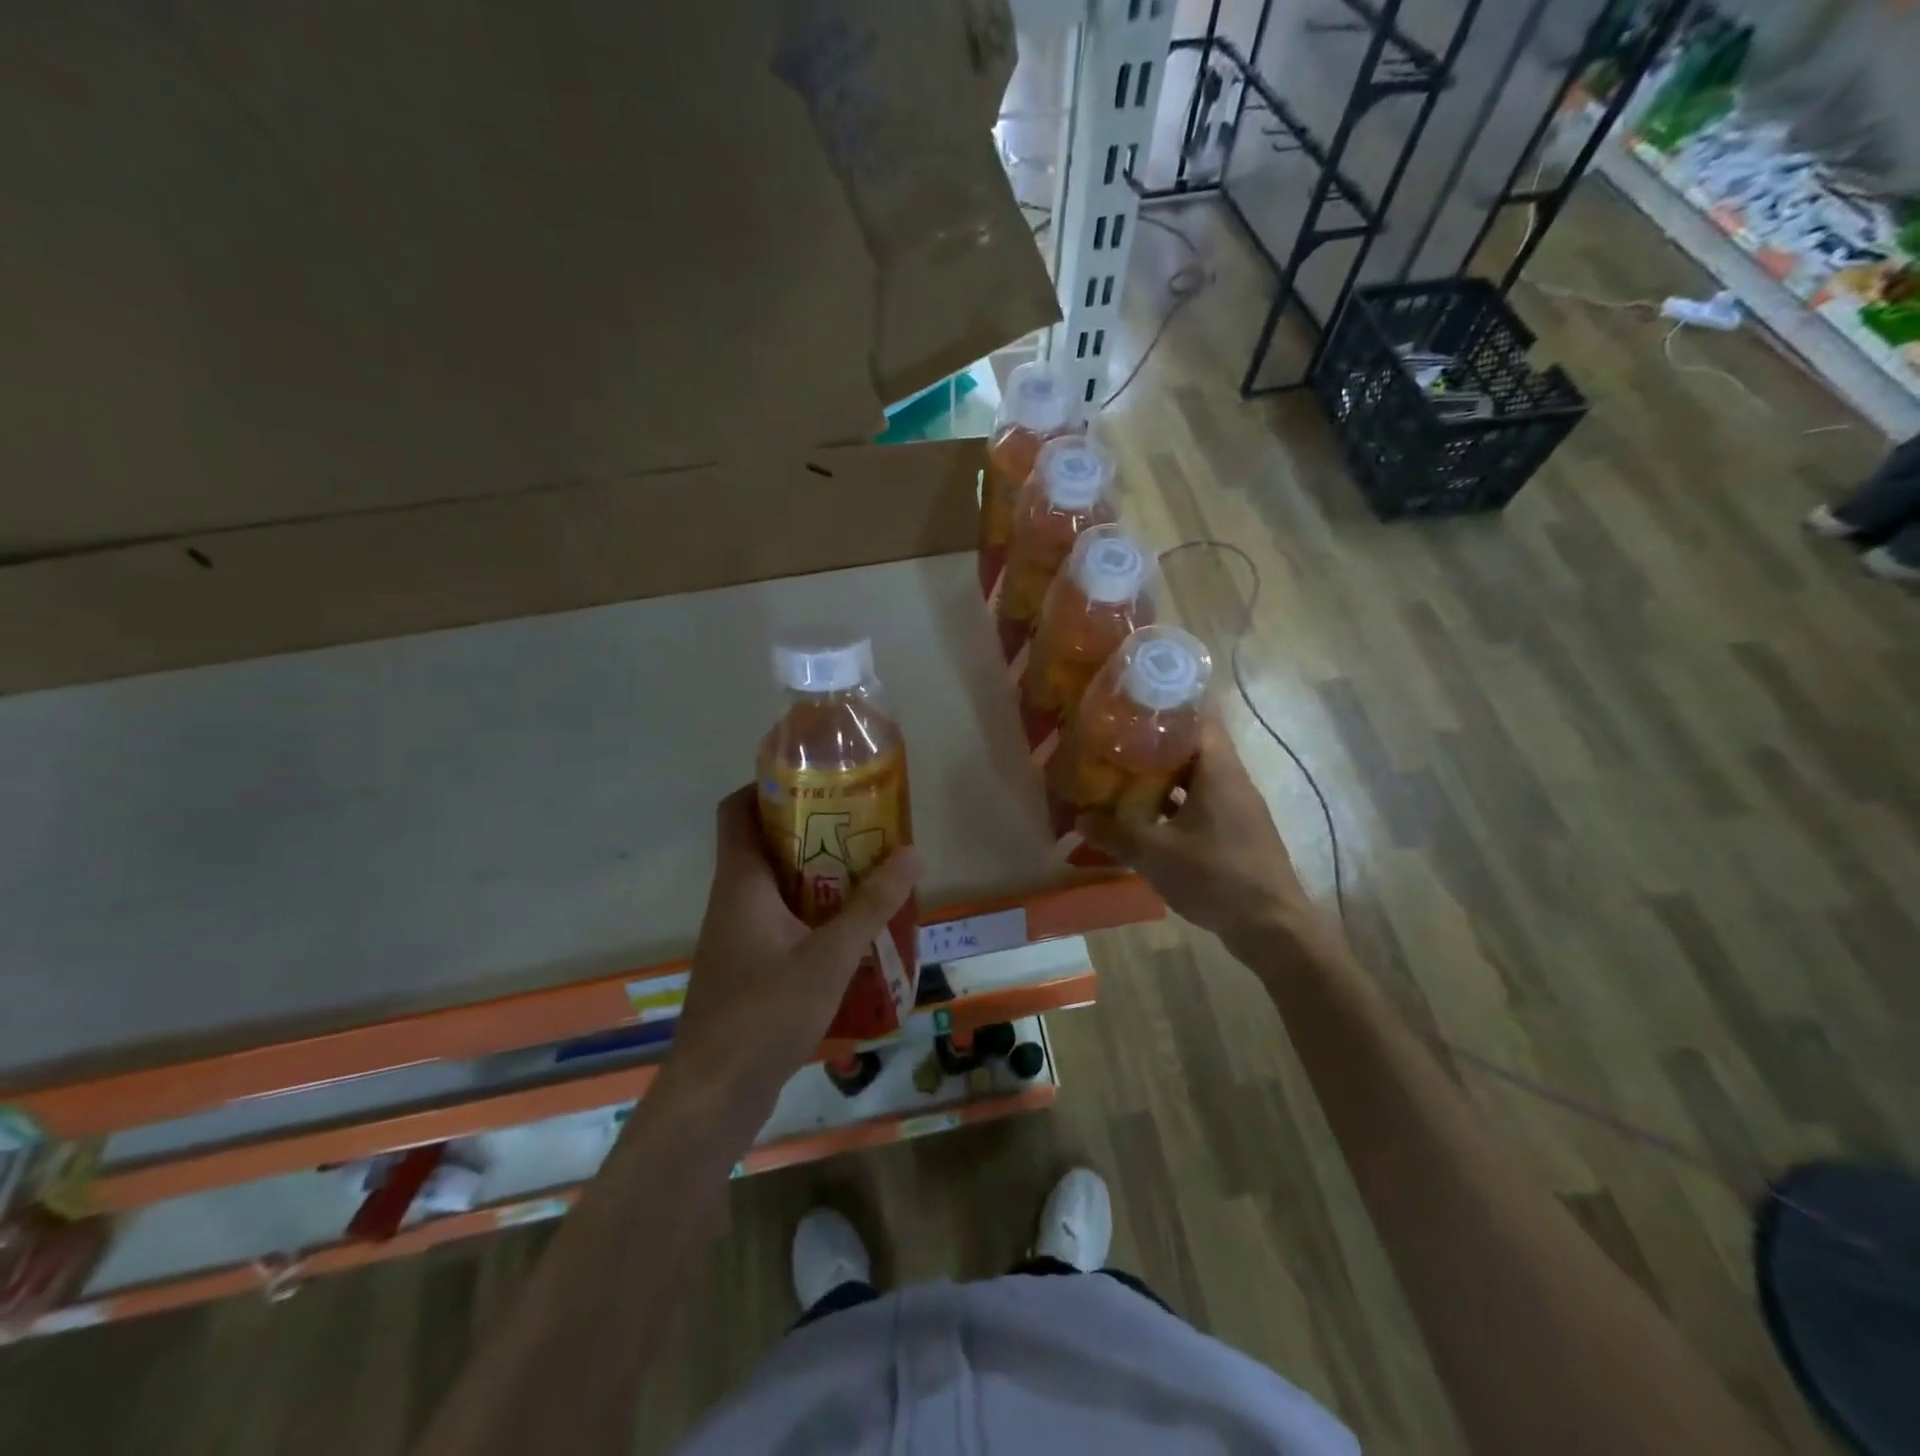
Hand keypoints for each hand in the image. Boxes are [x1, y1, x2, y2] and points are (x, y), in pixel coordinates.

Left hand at [667, 787, 922, 1117]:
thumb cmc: (765, 1013)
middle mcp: (732, 900)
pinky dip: (811, 911)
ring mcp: (736, 936)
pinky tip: (850, 929)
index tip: (815, 779)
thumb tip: (912, 854)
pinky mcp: (746, 967)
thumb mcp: (829, 955)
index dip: (766, 785)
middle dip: (810, 829)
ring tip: (866, 869)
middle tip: (861, 824)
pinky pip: (779, 920)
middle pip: (763, 843)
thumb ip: (871, 905)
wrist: (715, 1095)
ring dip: (815, 872)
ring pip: (774, 884)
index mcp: (741, 882)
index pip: (736, 809)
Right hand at [1078, 717, 1316, 949]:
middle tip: (1115, 744)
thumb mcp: (1155, 854)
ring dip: (1163, 776)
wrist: (1271, 927)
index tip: (1128, 707)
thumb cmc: (1215, 876)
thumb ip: (1115, 833)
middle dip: (1154, 744)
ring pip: (1196, 777)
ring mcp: (1238, 807)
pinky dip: (1175, 803)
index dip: (1163, 708)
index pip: (1196, 717)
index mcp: (1218, 770)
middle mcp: (1232, 780)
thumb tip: (1080, 819)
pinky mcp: (1237, 831)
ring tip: (1123, 776)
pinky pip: (1201, 803)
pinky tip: (1147, 817)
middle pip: (1192, 746)